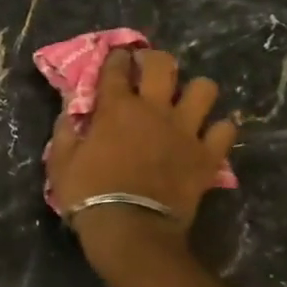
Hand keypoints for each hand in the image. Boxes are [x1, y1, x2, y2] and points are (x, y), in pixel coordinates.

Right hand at [47, 49, 237, 267]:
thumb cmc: (88, 195)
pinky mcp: (208, 155)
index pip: (116, 68)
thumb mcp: (60, 164)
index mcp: (116, 108)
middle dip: (154, 59)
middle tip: (148, 68)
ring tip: (185, 102)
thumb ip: (65, 132)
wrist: (130, 229)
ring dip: (195, 92)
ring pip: (204, 89)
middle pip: (163, 64)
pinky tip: (208, 136)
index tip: (116, 58)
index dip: (116, 58)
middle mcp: (155, 109)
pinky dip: (218, 131)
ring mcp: (186, 130)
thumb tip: (69, 112)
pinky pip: (225, 130)